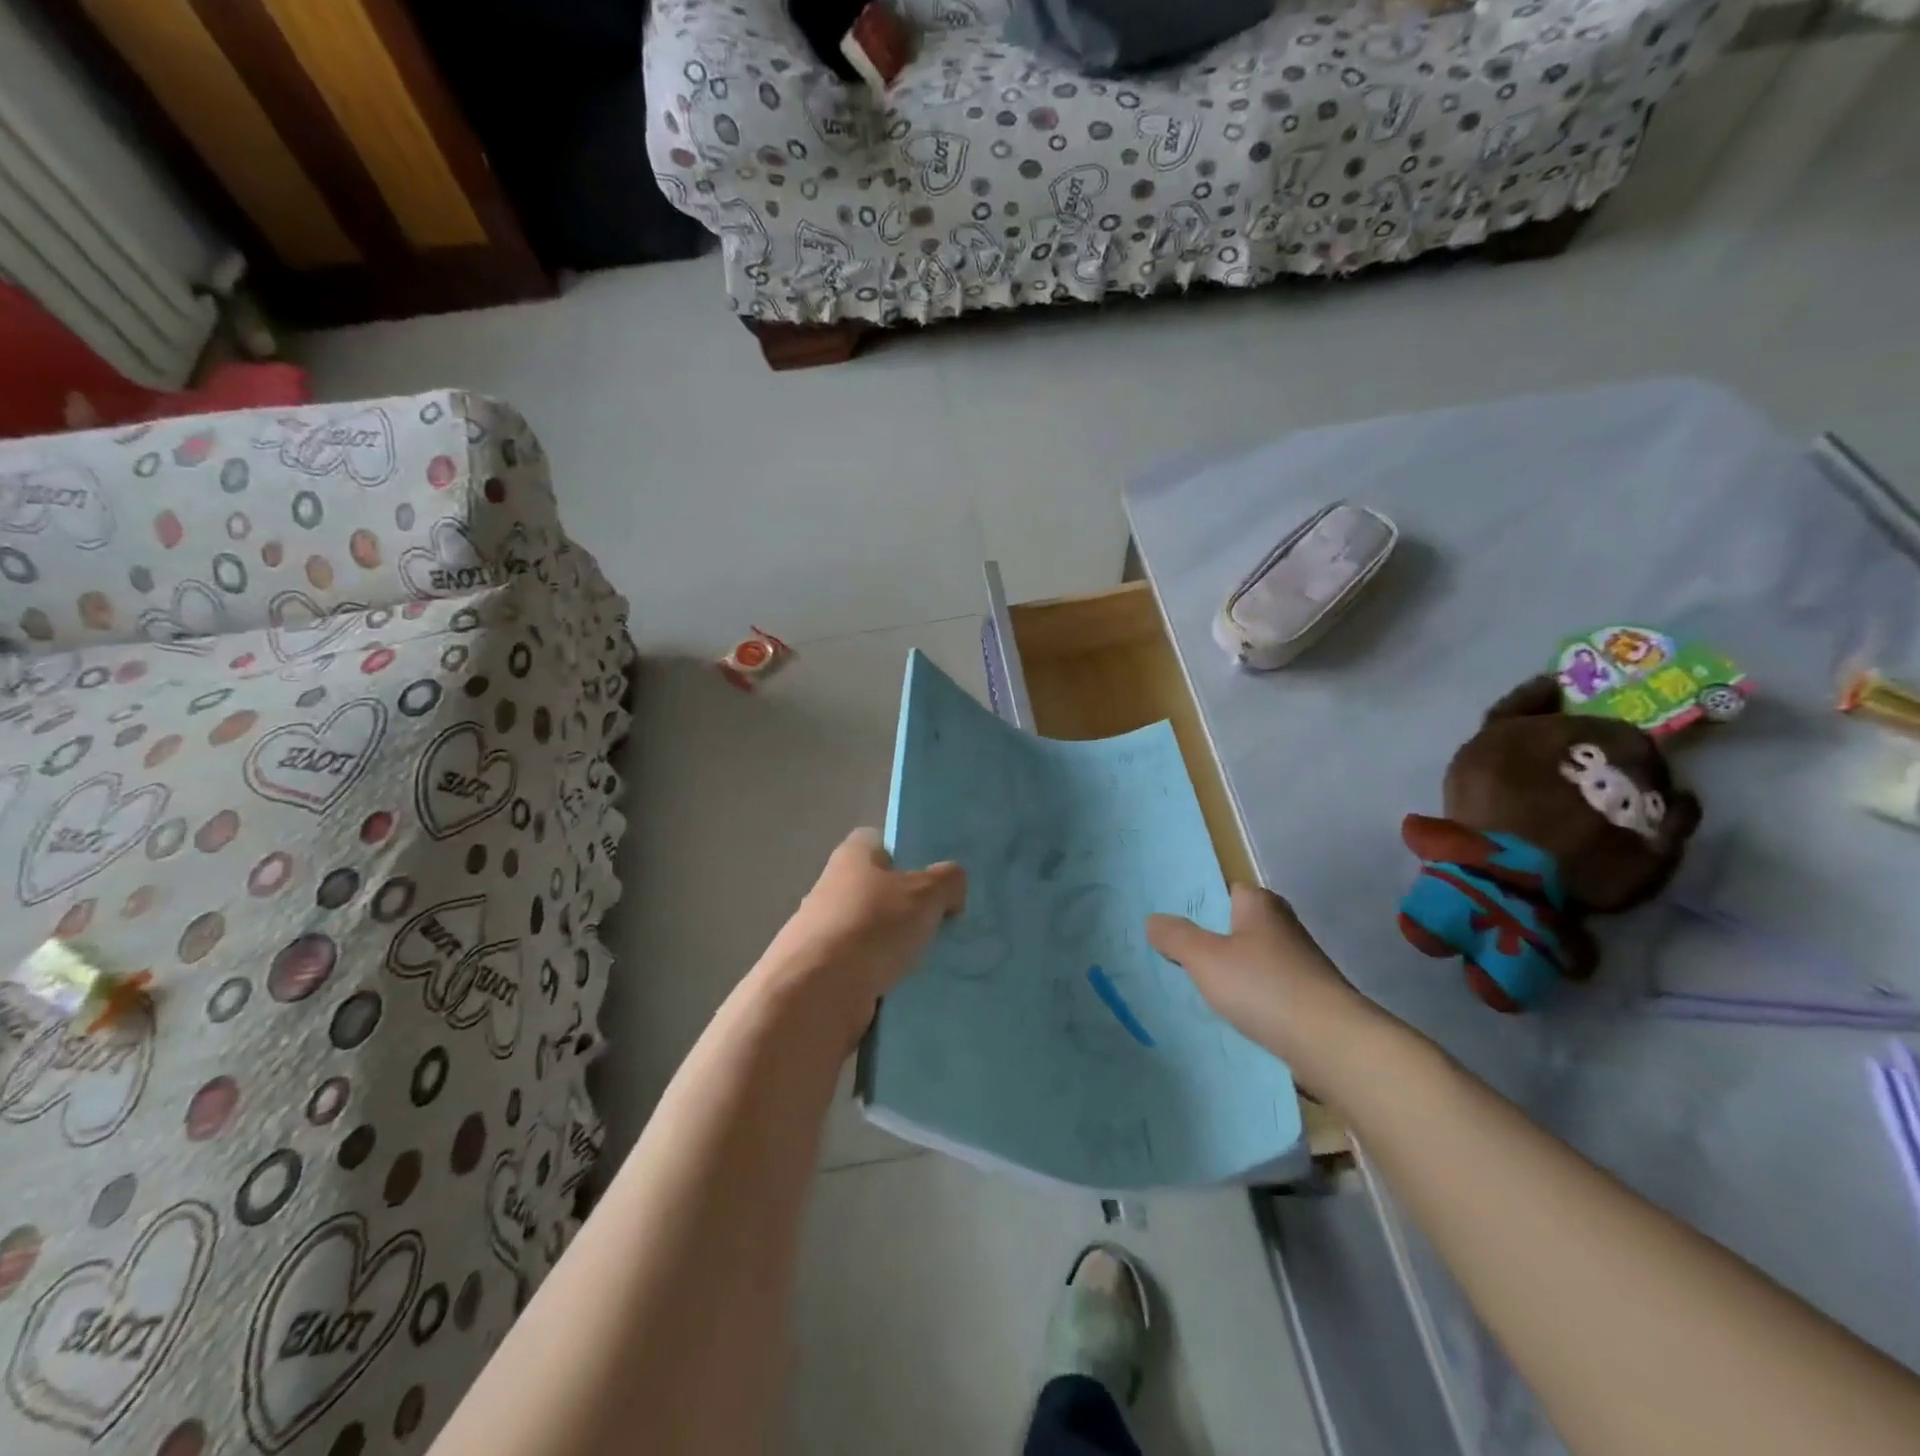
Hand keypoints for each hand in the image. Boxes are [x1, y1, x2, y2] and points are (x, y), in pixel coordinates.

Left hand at [758, 828, 965, 1050]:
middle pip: (879, 891)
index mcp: (853, 856)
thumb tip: (951, 888)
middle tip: (944, 924)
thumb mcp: (926, 893)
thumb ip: (948, 880)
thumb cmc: (872, 926)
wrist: (817, 993)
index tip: (936, 880)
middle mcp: (833, 888)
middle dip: (908, 907)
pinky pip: (864, 970)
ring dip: (897, 948)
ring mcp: (824, 933)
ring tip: (935, 962)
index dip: (908, 856)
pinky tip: (911, 990)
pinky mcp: (822, 974)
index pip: (881, 842)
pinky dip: (884, 979)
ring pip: (873, 933)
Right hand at [1147, 884, 1379, 1095]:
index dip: (1199, 904)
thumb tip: (1153, 920)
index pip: (1225, 890)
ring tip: (1196, 991)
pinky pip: (1267, 992)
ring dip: (1231, 974)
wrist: (1332, 1044)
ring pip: (1252, 961)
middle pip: (1237, 927)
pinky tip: (1229, 1017)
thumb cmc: (1264, 987)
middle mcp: (1283, 927)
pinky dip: (1250, 1000)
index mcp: (1260, 904)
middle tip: (1175, 957)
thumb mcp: (1205, 958)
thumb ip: (1175, 936)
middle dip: (1211, 941)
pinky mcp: (1309, 1000)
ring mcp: (1300, 964)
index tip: (1173, 922)